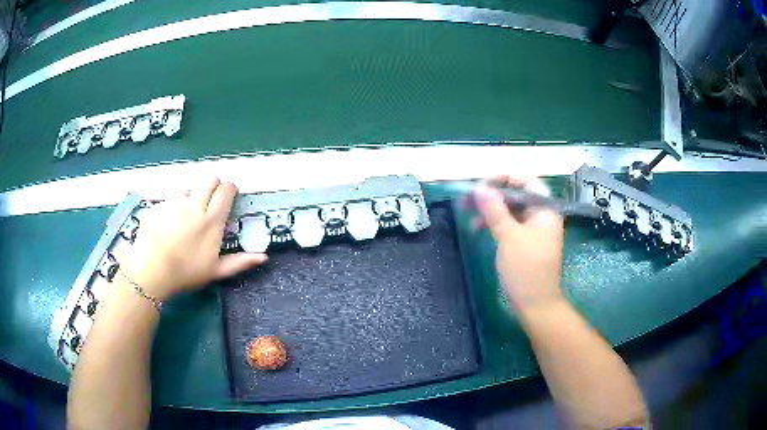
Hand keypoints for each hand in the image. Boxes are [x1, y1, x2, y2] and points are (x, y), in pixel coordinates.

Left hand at [117, 178, 267, 300]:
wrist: (152, 270)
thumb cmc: (186, 273)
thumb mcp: (216, 271)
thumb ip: (240, 262)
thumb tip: (264, 256)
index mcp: (211, 220)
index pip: (225, 191)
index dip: (230, 188)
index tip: (229, 194)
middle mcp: (195, 205)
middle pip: (209, 181)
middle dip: (213, 185)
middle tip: (210, 200)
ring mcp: (174, 203)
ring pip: (187, 188)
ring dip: (189, 196)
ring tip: (184, 212)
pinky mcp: (158, 205)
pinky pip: (167, 199)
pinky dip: (169, 207)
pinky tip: (165, 222)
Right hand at [472, 175, 564, 312]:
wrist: (536, 304)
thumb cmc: (526, 269)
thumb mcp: (509, 237)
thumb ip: (494, 209)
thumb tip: (479, 187)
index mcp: (545, 208)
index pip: (526, 180)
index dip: (503, 178)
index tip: (481, 184)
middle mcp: (540, 214)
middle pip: (515, 194)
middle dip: (490, 194)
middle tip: (466, 197)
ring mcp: (532, 229)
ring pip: (509, 209)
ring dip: (488, 209)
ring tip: (465, 211)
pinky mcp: (523, 242)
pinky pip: (508, 224)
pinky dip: (493, 223)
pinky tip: (476, 228)